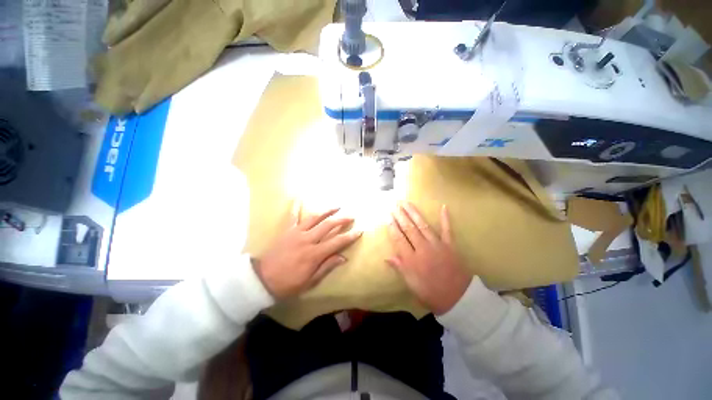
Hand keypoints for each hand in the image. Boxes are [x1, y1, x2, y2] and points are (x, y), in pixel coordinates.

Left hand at [253, 203, 361, 298]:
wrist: (262, 280)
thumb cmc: (288, 284)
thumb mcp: (310, 281)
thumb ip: (327, 267)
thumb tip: (343, 257)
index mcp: (314, 254)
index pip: (336, 242)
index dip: (349, 236)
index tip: (359, 231)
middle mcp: (307, 240)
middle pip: (328, 226)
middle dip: (341, 220)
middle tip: (351, 216)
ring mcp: (296, 233)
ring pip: (314, 218)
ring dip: (327, 211)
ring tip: (337, 206)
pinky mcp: (287, 231)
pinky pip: (292, 216)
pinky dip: (295, 207)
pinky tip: (298, 198)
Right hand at [387, 202, 471, 314]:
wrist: (459, 299)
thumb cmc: (431, 293)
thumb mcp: (412, 284)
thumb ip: (400, 268)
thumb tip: (387, 257)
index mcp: (412, 260)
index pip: (399, 239)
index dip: (392, 227)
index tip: (387, 216)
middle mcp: (422, 249)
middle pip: (409, 228)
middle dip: (400, 215)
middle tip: (394, 204)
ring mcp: (437, 245)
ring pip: (422, 225)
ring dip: (414, 213)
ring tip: (406, 203)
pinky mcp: (450, 245)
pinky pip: (447, 229)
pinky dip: (445, 218)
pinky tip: (443, 207)